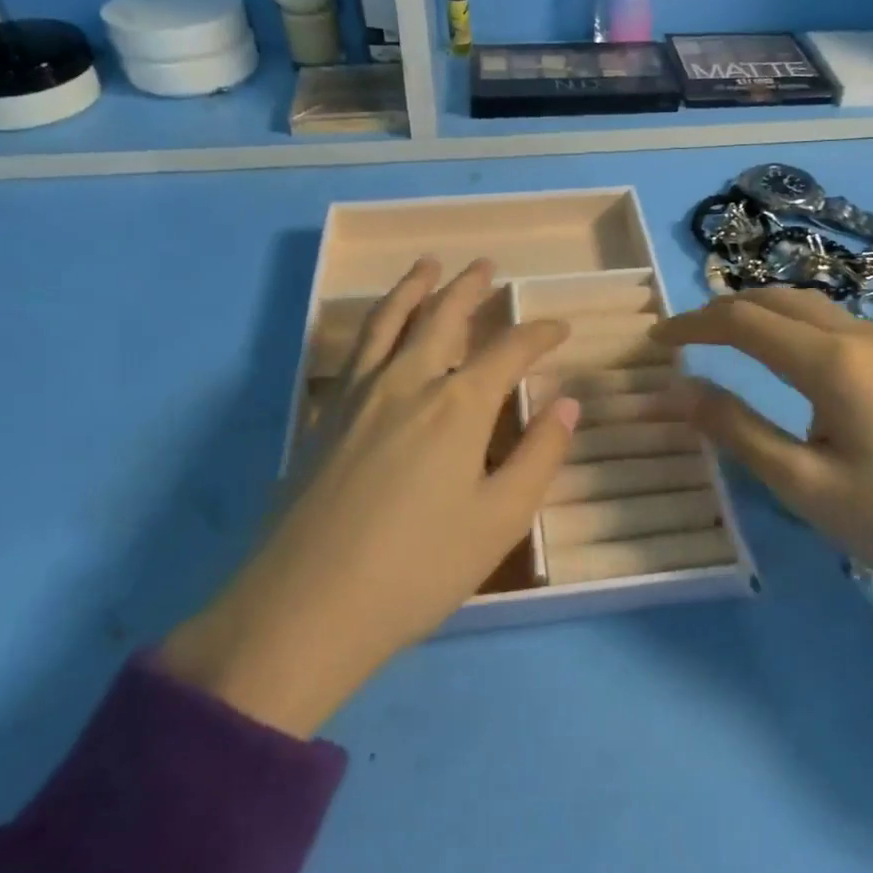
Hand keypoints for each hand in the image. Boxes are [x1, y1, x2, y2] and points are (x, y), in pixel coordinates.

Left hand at [162, 258, 577, 736]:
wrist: (304, 608)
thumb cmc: (418, 569)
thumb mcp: (499, 520)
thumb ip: (539, 456)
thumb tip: (567, 404)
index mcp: (458, 405)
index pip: (508, 350)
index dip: (539, 334)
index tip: (559, 328)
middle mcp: (407, 382)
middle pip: (442, 317)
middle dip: (468, 288)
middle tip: (485, 265)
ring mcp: (357, 396)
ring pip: (389, 322)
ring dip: (414, 288)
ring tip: (428, 264)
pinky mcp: (324, 417)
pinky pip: (355, 350)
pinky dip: (374, 324)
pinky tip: (378, 331)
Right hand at [653, 289, 872, 653]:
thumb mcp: (804, 485)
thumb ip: (734, 429)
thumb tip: (672, 391)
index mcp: (833, 362)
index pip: (742, 321)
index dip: (692, 325)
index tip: (654, 341)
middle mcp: (861, 335)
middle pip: (775, 299)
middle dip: (722, 311)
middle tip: (683, 341)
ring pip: (807, 306)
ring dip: (758, 315)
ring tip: (721, 344)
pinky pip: (833, 324)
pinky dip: (790, 327)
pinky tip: (782, 359)